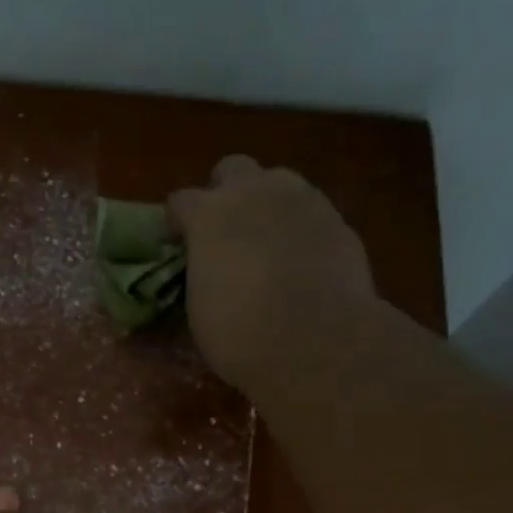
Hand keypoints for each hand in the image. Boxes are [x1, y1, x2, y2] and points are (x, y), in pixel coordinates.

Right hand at [167, 155, 379, 389]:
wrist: (317, 342)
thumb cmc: (242, 335)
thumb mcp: (201, 310)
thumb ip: (202, 273)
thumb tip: (209, 271)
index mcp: (209, 215)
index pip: (181, 201)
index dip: (176, 223)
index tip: (177, 245)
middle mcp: (254, 192)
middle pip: (232, 170)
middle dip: (224, 194)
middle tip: (225, 231)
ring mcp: (301, 199)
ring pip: (277, 183)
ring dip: (266, 205)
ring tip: (266, 243)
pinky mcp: (336, 218)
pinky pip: (309, 212)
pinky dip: (299, 229)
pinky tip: (300, 261)